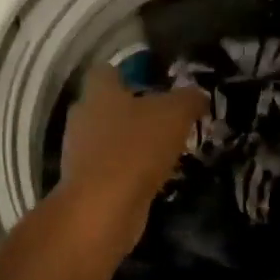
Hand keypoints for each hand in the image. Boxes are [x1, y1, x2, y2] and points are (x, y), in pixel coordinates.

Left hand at [59, 65, 207, 243]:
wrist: (102, 208)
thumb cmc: (135, 149)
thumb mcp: (175, 115)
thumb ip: (189, 99)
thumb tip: (199, 95)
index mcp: (98, 92)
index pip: (107, 71)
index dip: (130, 73)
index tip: (156, 82)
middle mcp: (83, 117)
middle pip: (108, 105)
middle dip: (135, 111)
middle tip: (168, 118)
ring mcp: (80, 152)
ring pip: (110, 138)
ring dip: (134, 143)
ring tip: (167, 149)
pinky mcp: (87, 182)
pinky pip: (112, 167)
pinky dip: (131, 170)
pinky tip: (155, 177)